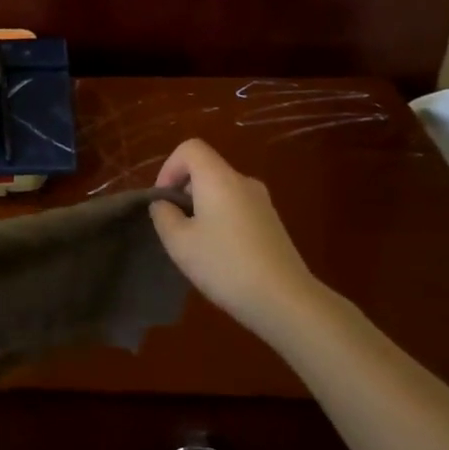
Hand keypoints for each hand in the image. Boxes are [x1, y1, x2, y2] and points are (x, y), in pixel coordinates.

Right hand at [149, 138, 323, 338]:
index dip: (169, 168)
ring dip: (202, 209)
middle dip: (183, 192)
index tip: (163, 201)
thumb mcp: (179, 242)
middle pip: (206, 169)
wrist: (285, 301)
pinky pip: (238, 208)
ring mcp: (262, 202)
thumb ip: (163, 215)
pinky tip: (221, 256)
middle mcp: (243, 182)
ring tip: (196, 245)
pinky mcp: (272, 224)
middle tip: (174, 228)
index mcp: (219, 178)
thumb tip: (164, 204)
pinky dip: (221, 221)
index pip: (190, 148)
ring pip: (222, 191)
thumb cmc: (225, 265)